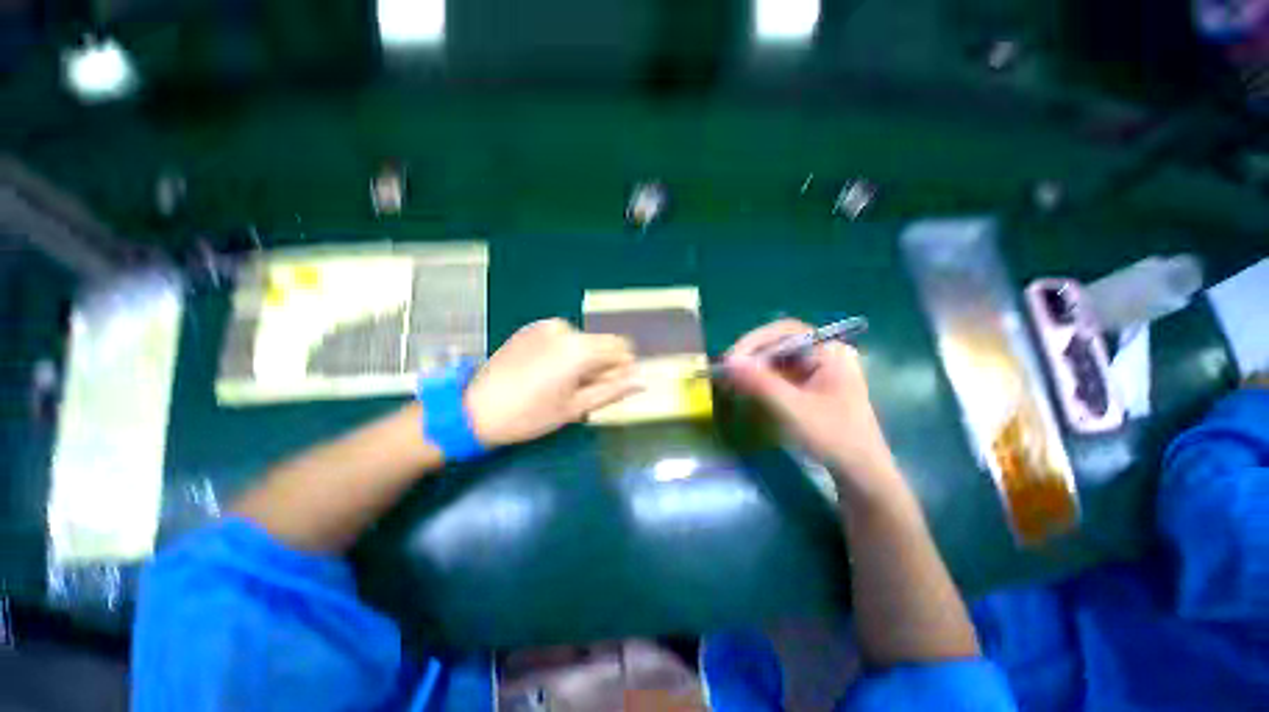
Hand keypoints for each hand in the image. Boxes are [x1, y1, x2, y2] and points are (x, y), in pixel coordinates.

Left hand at [465, 318, 641, 446]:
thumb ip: (613, 391)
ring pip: (583, 340)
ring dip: (582, 359)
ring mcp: (546, 326)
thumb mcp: (576, 408)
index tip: (605, 387)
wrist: (476, 409)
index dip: (620, 368)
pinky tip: (545, 370)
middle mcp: (566, 329)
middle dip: (600, 365)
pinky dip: (564, 352)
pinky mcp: (531, 328)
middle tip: (579, 389)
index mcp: (580, 348)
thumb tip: (642, 381)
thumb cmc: (530, 414)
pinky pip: (563, 337)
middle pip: (602, 342)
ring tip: (559, 382)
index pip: (622, 347)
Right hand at [724, 319, 906, 504]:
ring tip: (731, 381)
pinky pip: (780, 374)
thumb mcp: (793, 409)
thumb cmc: (833, 437)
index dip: (754, 341)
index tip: (732, 359)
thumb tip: (728, 362)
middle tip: (726, 371)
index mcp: (829, 351)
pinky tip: (746, 389)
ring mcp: (817, 370)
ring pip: (777, 359)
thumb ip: (760, 383)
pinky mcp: (810, 385)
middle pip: (779, 344)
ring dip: (753, 368)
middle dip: (751, 356)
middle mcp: (824, 354)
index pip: (785, 332)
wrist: (861, 474)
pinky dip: (761, 380)